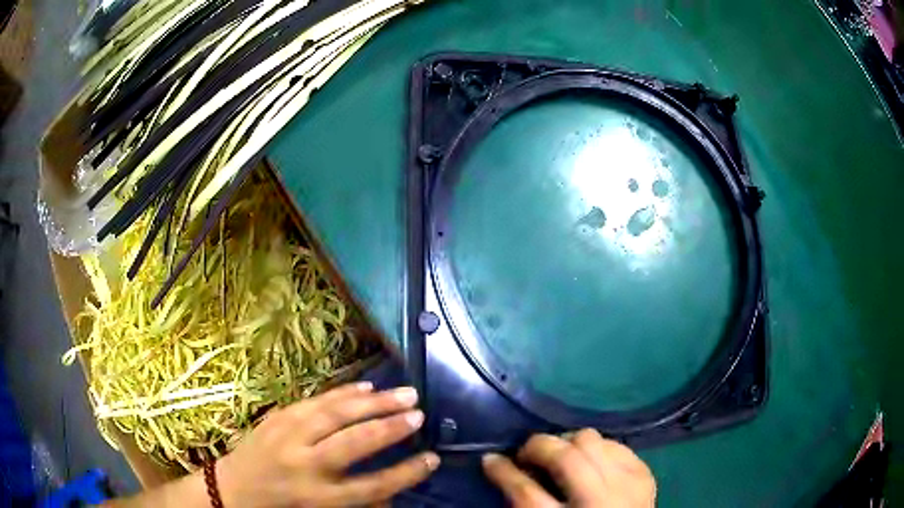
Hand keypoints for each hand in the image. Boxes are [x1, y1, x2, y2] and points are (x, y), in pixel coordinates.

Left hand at [216, 382, 439, 506]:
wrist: (233, 491)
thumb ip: (358, 504)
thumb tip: (394, 492)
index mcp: (319, 498)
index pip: (373, 486)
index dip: (406, 473)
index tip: (432, 458)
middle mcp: (305, 466)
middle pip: (354, 443)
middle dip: (390, 427)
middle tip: (419, 414)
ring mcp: (287, 438)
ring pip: (335, 414)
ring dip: (372, 402)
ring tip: (403, 393)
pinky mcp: (276, 419)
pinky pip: (314, 401)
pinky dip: (342, 393)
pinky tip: (365, 387)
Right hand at [483, 429, 655, 506]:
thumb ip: (525, 504)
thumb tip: (503, 471)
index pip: (526, 493)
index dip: (504, 472)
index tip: (490, 459)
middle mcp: (599, 501)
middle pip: (564, 458)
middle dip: (537, 446)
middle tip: (524, 453)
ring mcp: (627, 485)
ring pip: (591, 441)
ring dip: (567, 442)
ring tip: (558, 454)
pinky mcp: (644, 475)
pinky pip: (616, 444)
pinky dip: (597, 447)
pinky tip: (589, 459)